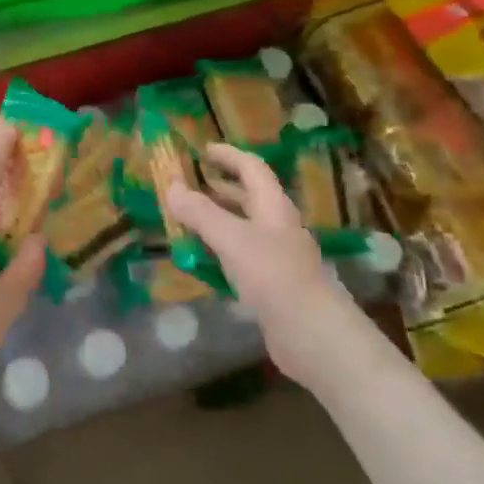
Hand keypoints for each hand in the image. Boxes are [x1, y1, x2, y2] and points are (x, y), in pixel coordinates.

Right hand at [168, 143, 358, 383]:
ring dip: (216, 220)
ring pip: (242, 228)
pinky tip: (201, 261)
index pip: (252, 168)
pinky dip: (219, 251)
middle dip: (219, 188)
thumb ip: (200, 212)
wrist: (311, 334)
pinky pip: (240, 257)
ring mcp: (276, 257)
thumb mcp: (231, 238)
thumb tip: (171, 186)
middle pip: (248, 198)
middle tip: (188, 184)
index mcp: (274, 207)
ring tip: (185, 220)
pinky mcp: (271, 284)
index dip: (229, 155)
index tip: (203, 150)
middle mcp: (277, 226)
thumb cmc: (273, 275)